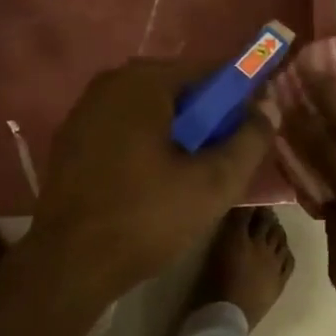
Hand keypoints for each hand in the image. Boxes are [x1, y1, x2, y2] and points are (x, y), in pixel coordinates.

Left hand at [25, 56, 271, 301]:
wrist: (68, 264)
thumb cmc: (146, 217)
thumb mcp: (214, 183)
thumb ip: (250, 140)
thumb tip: (267, 109)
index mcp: (143, 81)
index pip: (209, 70)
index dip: (239, 96)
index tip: (252, 129)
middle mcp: (109, 83)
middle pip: (178, 89)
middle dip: (206, 118)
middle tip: (222, 159)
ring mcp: (84, 110)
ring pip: (150, 110)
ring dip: (177, 133)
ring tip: (190, 175)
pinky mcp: (71, 139)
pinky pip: (124, 128)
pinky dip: (146, 144)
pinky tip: (153, 182)